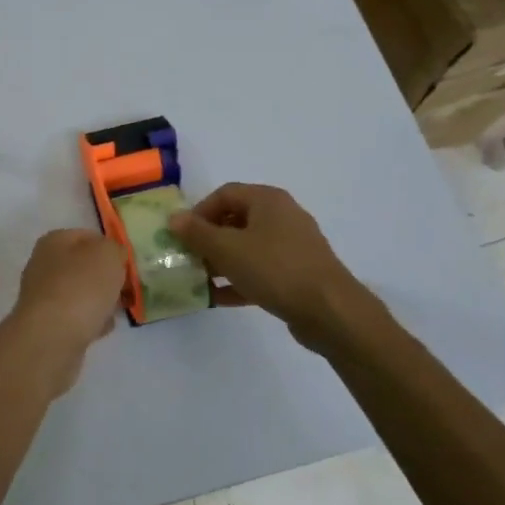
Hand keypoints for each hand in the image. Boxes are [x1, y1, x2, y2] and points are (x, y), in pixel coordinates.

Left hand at [4, 229, 124, 393]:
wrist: (52, 338)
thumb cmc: (81, 287)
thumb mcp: (108, 255)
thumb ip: (114, 249)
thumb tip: (112, 256)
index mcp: (54, 241)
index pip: (87, 236)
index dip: (110, 247)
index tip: (127, 264)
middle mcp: (43, 265)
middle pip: (83, 266)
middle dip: (106, 277)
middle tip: (125, 288)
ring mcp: (43, 296)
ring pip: (80, 293)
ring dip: (100, 301)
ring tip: (117, 310)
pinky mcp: (47, 325)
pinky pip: (76, 318)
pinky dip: (90, 322)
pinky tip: (102, 329)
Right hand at [167, 183, 387, 348]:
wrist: (330, 310)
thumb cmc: (274, 268)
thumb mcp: (227, 249)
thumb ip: (197, 233)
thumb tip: (174, 218)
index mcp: (267, 200)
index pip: (225, 194)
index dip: (199, 211)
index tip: (182, 235)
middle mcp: (282, 216)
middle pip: (235, 220)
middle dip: (208, 239)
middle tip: (188, 258)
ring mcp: (292, 246)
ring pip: (247, 247)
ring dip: (221, 261)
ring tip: (199, 280)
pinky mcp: (297, 274)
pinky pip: (260, 270)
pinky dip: (239, 279)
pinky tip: (218, 298)